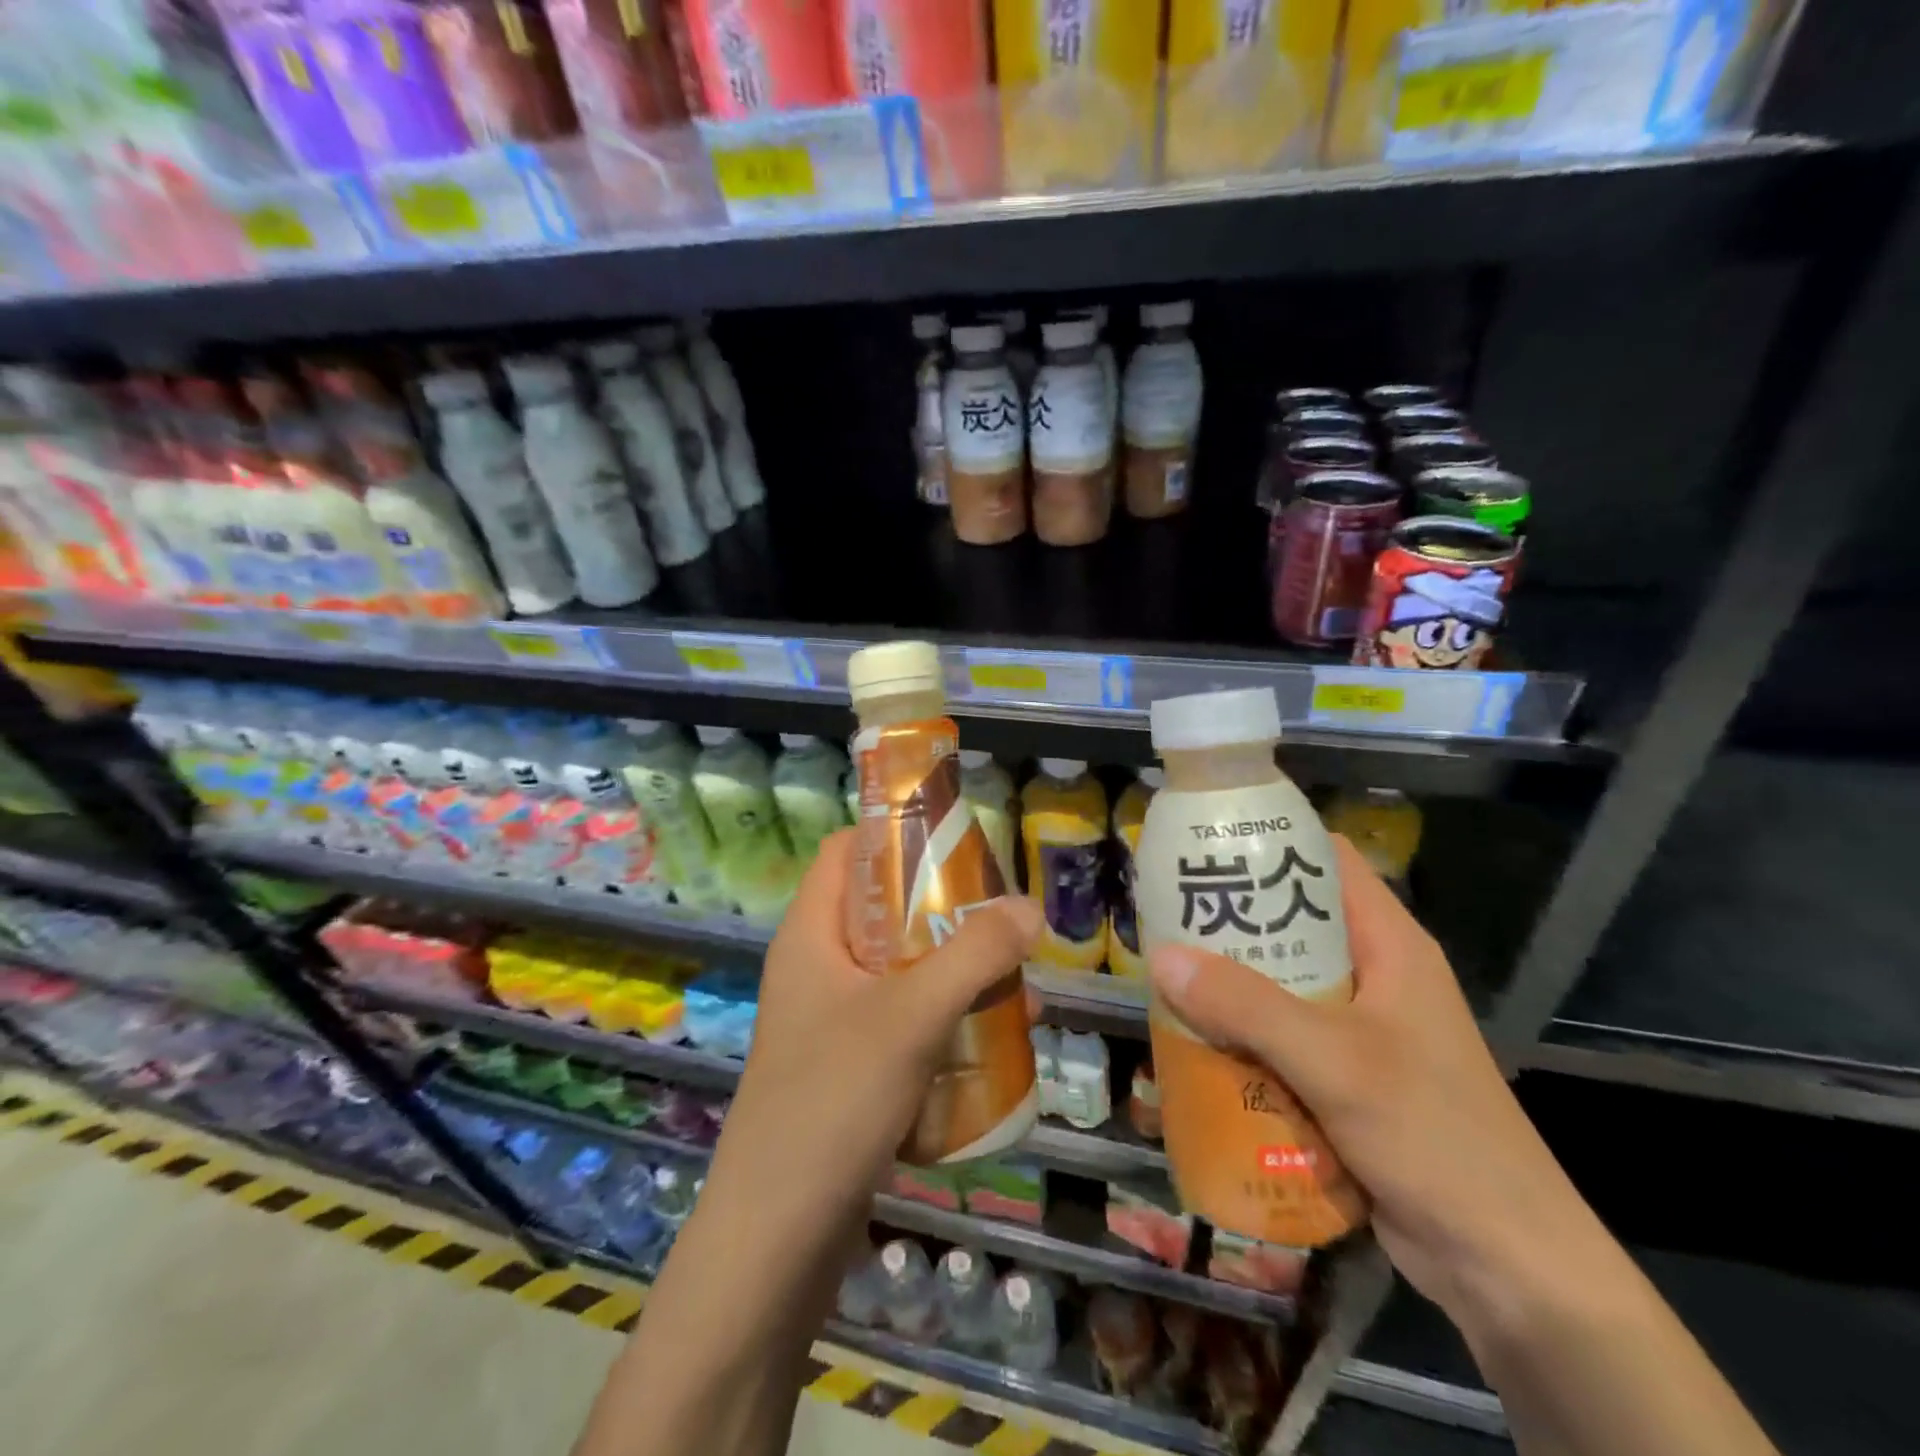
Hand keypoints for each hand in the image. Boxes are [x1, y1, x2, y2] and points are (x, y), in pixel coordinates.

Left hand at [708, 830, 1044, 1252]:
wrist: (776, 1239)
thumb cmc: (833, 1101)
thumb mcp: (911, 1015)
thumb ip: (974, 955)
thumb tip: (1030, 907)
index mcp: (810, 933)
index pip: (846, 851)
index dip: (896, 837)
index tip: (958, 846)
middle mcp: (816, 967)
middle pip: (882, 909)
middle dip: (945, 911)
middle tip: (1002, 918)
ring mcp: (830, 1020)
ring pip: (899, 969)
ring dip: (953, 970)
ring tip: (1013, 981)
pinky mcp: (848, 1068)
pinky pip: (902, 1021)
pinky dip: (943, 1018)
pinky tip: (991, 1039)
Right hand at [1147, 836, 1608, 1340]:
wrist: (1507, 1267)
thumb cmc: (1435, 1138)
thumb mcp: (1336, 1062)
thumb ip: (1248, 1007)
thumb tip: (1161, 957)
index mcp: (1389, 945)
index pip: (1327, 860)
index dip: (1269, 841)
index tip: (1203, 844)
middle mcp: (1373, 975)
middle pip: (1291, 922)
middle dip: (1230, 920)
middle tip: (1165, 915)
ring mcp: (1359, 1029)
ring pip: (1280, 983)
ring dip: (1227, 983)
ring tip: (1165, 974)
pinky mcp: (1344, 1076)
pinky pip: (1279, 1036)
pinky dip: (1240, 1034)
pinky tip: (1195, 1041)